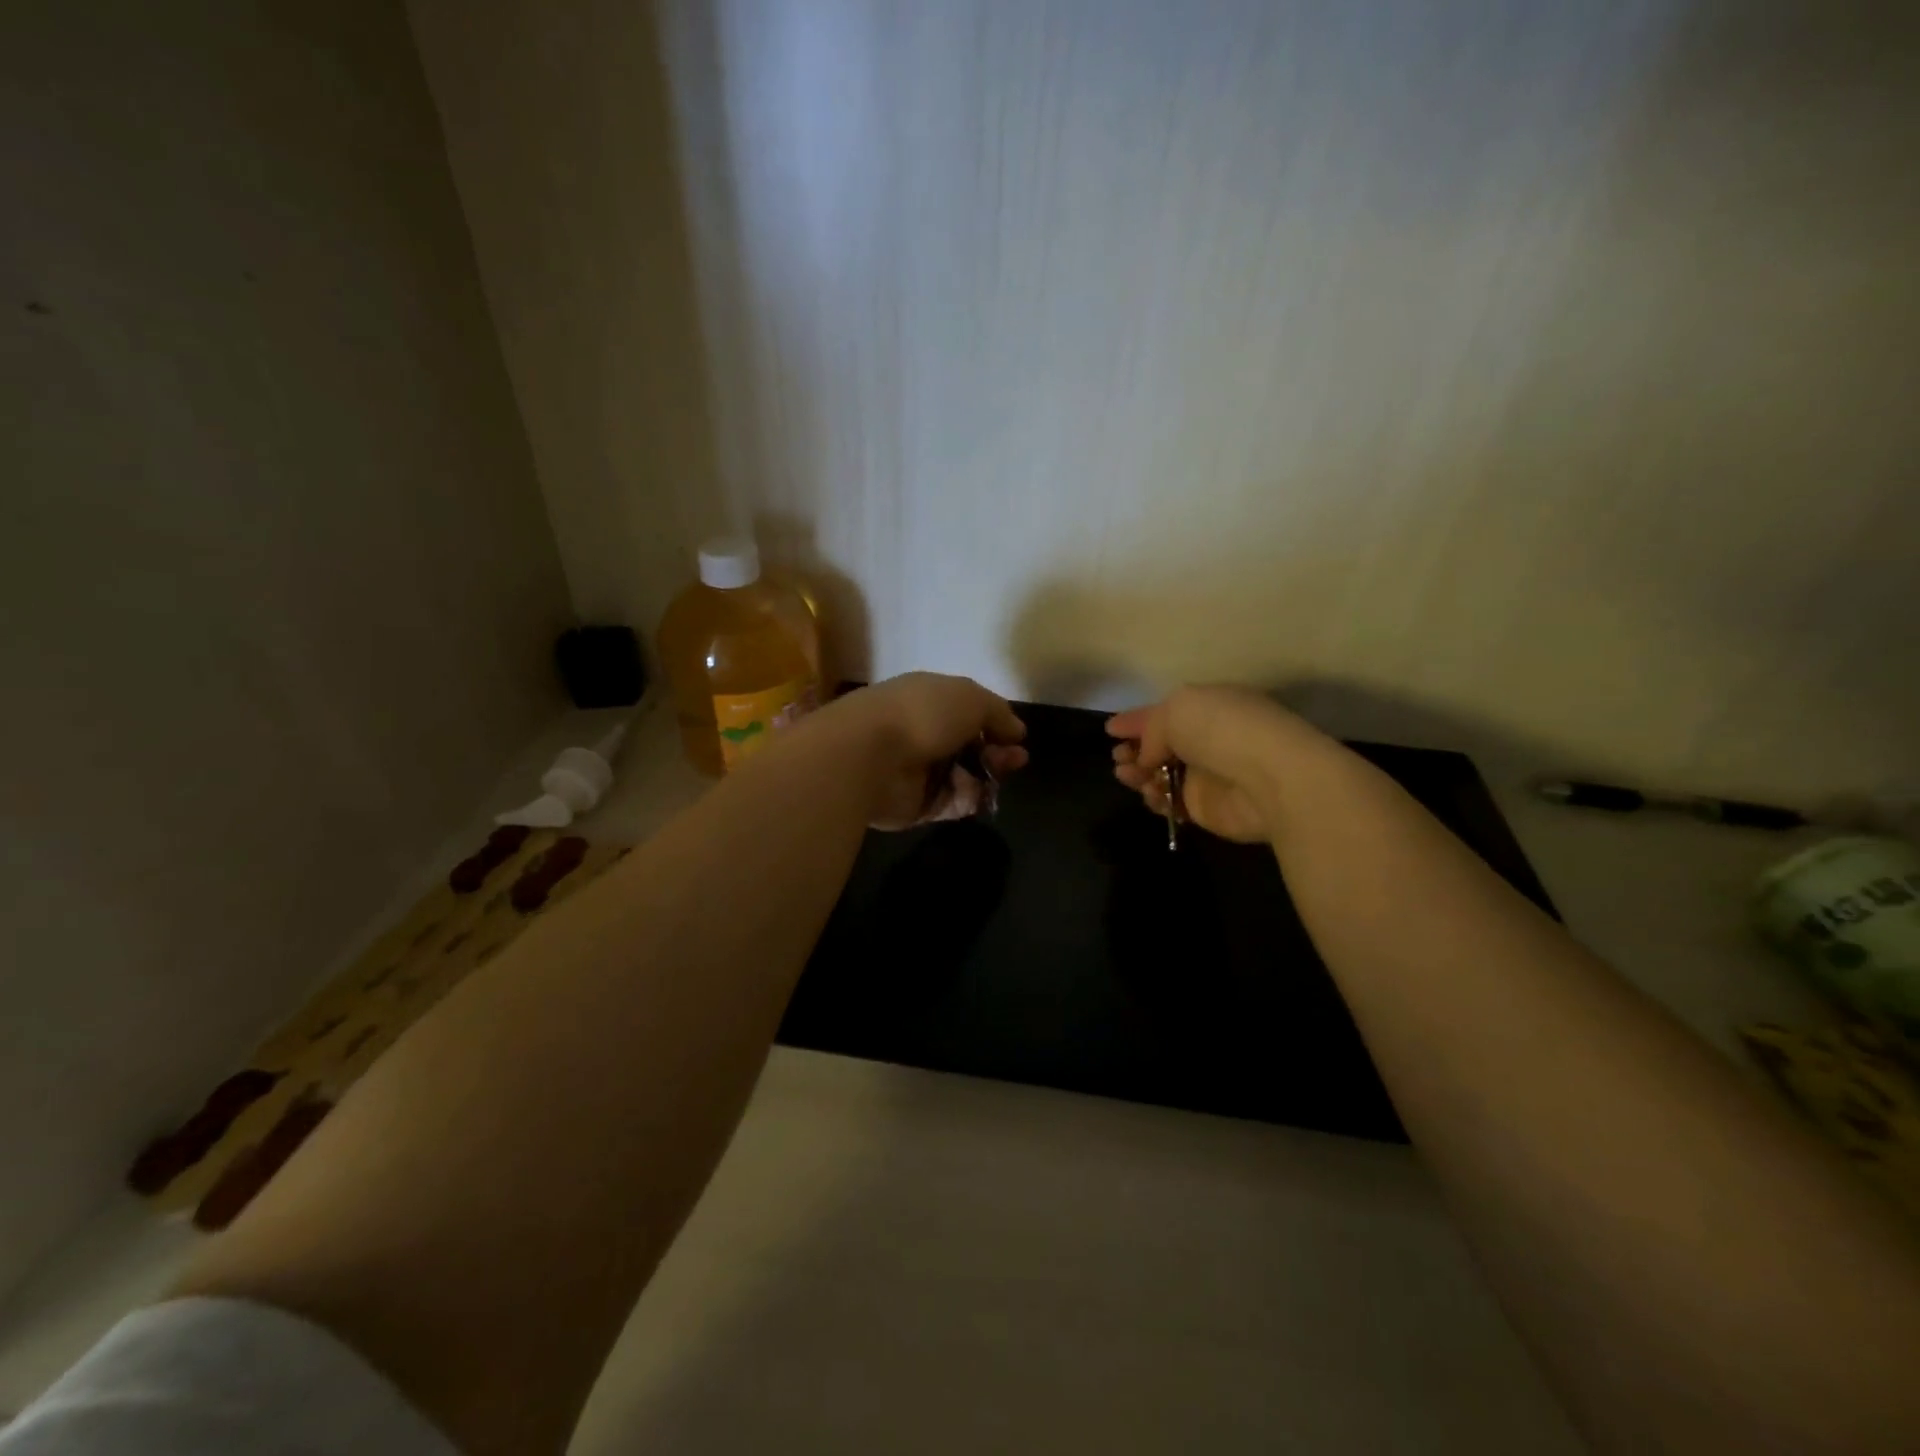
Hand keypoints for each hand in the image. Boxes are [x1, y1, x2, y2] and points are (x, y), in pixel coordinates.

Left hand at [831, 672, 1028, 829]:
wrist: (870, 756)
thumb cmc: (922, 715)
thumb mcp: (971, 698)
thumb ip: (998, 713)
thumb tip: (1017, 730)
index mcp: (929, 699)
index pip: (967, 711)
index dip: (994, 723)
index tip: (1016, 737)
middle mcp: (922, 732)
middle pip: (968, 746)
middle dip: (996, 752)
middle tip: (1015, 760)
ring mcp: (917, 770)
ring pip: (963, 776)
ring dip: (987, 776)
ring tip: (1001, 776)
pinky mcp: (915, 804)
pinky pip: (951, 803)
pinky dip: (969, 800)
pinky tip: (982, 795)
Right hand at [1106, 685, 1318, 843]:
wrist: (1268, 778)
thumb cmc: (1221, 730)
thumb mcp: (1176, 709)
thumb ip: (1151, 730)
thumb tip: (1148, 756)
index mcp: (1208, 706)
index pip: (1164, 712)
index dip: (1136, 720)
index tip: (1110, 730)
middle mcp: (1208, 739)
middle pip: (1161, 746)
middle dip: (1134, 750)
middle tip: (1118, 758)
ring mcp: (1207, 775)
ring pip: (1161, 775)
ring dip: (1139, 774)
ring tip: (1126, 775)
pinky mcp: (1206, 808)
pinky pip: (1171, 803)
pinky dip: (1155, 799)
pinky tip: (1150, 794)